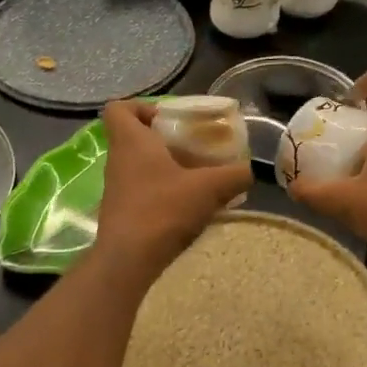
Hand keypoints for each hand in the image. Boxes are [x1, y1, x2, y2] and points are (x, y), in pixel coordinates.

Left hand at [95, 100, 249, 275]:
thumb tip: (249, 170)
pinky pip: (142, 191)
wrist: (129, 261)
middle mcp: (118, 161)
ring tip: (198, 180)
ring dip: (166, 169)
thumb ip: (234, 175)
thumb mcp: (209, 188)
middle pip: (135, 137)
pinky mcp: (121, 213)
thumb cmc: (162, 211)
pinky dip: (163, 193)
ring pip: (140, 166)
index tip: (167, 118)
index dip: (140, 106)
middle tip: (194, 150)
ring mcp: (116, 189)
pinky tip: (188, 208)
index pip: (118, 108)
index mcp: (130, 142)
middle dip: (165, 140)